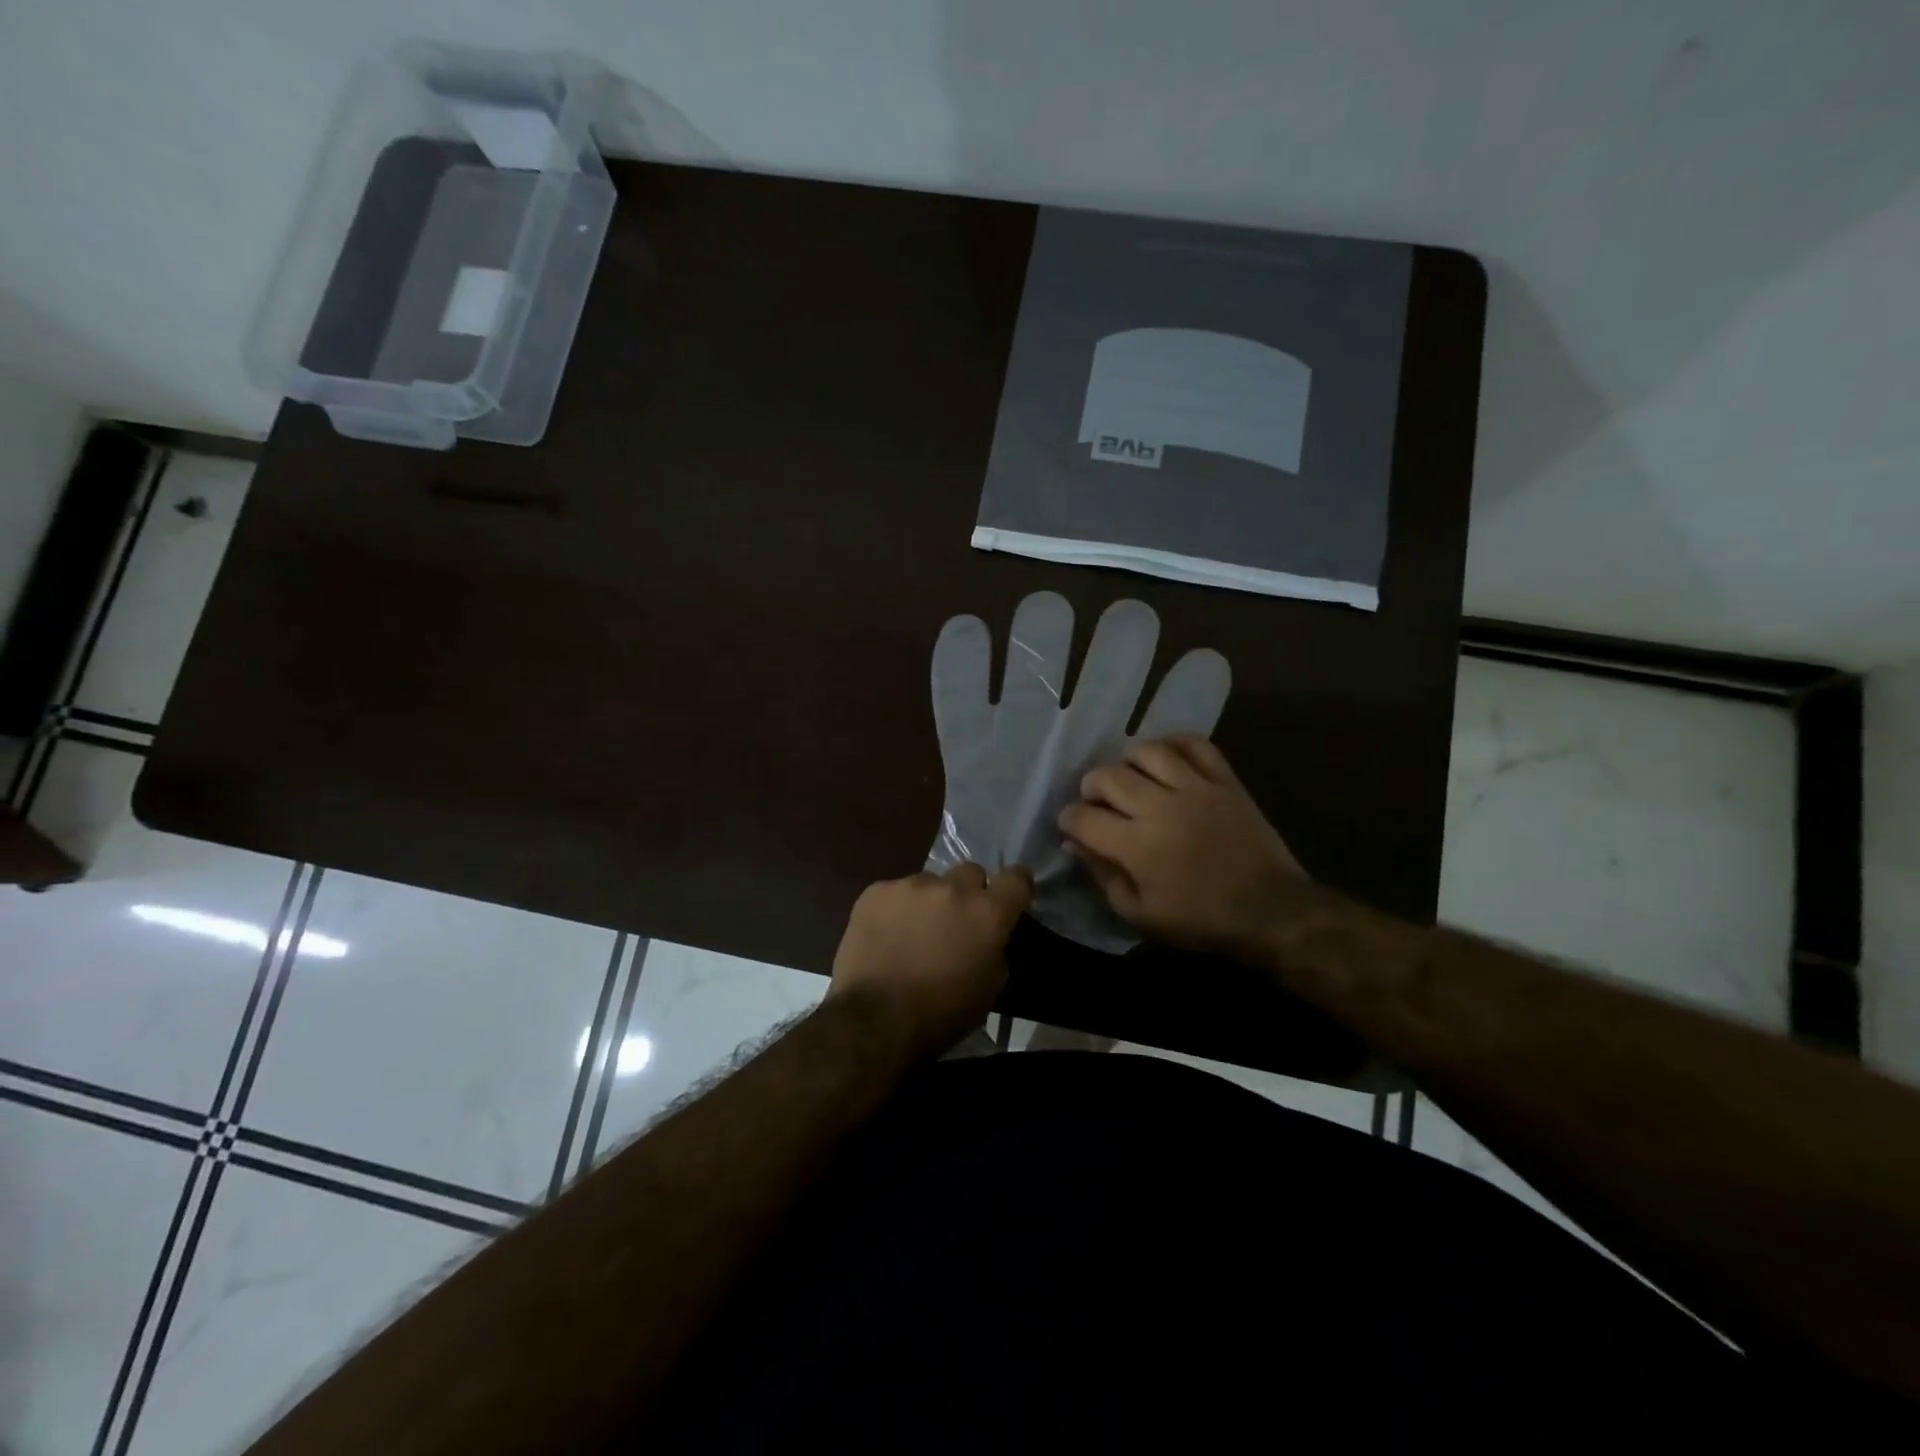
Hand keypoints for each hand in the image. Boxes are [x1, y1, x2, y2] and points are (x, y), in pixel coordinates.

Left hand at [828, 863, 1033, 1060]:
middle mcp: (953, 888)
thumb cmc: (942, 1013)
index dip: (1016, 886)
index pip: (1017, 878)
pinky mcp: (877, 891)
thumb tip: (989, 935)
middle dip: (968, 893)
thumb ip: (995, 948)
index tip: (1010, 898)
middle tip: (956, 921)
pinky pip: (894, 892)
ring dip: (929, 902)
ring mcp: (912, 885)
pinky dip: (895, 909)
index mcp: (988, 913)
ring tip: (912, 933)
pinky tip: (884, 936)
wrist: (876, 1019)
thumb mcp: (989, 988)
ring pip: (929, 882)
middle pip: (970, 873)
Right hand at [1057, 737, 1304, 959]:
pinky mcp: (1225, 781)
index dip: (1068, 819)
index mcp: (1136, 845)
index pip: (1083, 817)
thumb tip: (1075, 845)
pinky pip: (1196, 745)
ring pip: (1148, 752)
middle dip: (1091, 786)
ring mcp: (1195, 788)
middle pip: (1108, 776)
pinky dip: (1175, 744)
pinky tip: (1167, 758)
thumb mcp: (1141, 915)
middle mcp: (1160, 807)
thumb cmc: (1201, 920)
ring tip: (1130, 777)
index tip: (1071, 825)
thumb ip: (1103, 876)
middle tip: (1097, 801)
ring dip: (1128, 761)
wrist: (1271, 911)